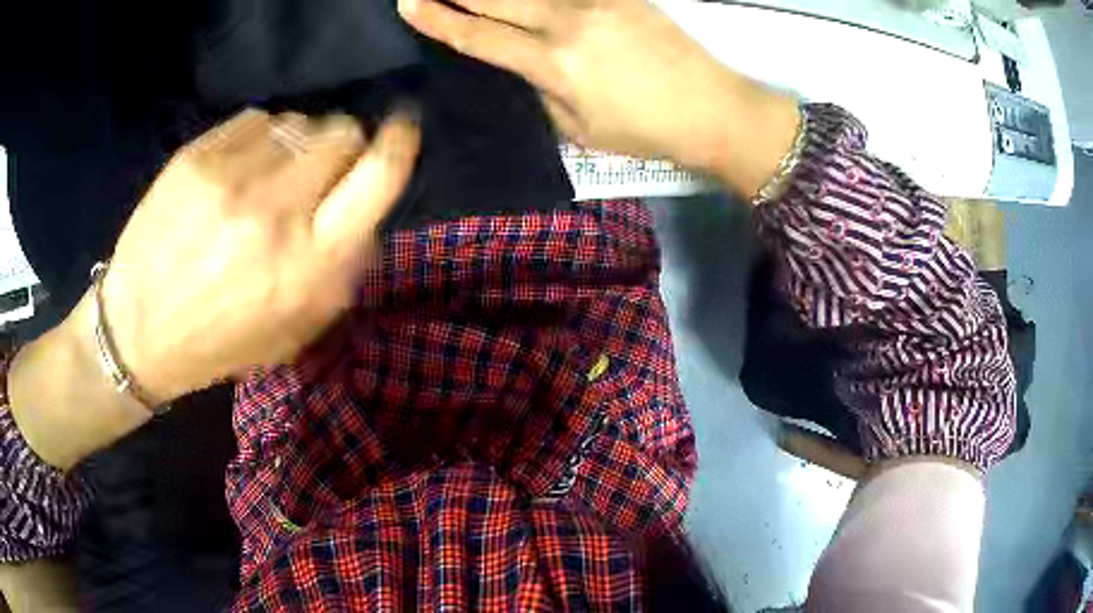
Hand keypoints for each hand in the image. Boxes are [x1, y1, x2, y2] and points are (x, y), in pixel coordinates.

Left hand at [99, 110, 419, 402]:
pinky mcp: (197, 156)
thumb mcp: (294, 330)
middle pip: (342, 133)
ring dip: (296, 145)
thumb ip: (340, 269)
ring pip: (300, 121)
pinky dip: (259, 140)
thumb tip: (364, 210)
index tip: (401, 129)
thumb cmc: (219, 341)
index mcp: (308, 264)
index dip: (399, 143)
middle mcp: (276, 211)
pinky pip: (257, 120)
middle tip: (315, 175)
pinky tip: (236, 171)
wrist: (137, 331)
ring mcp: (232, 176)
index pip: (380, 174)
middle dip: (340, 149)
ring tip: (265, 180)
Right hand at [399, 0, 799, 194]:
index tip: (408, 4)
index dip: (439, 20)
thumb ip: (543, 93)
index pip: (480, 37)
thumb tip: (523, 67)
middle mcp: (569, 23)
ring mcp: (598, 2)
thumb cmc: (648, 131)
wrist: (715, 110)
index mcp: (554, 65)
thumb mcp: (581, 130)